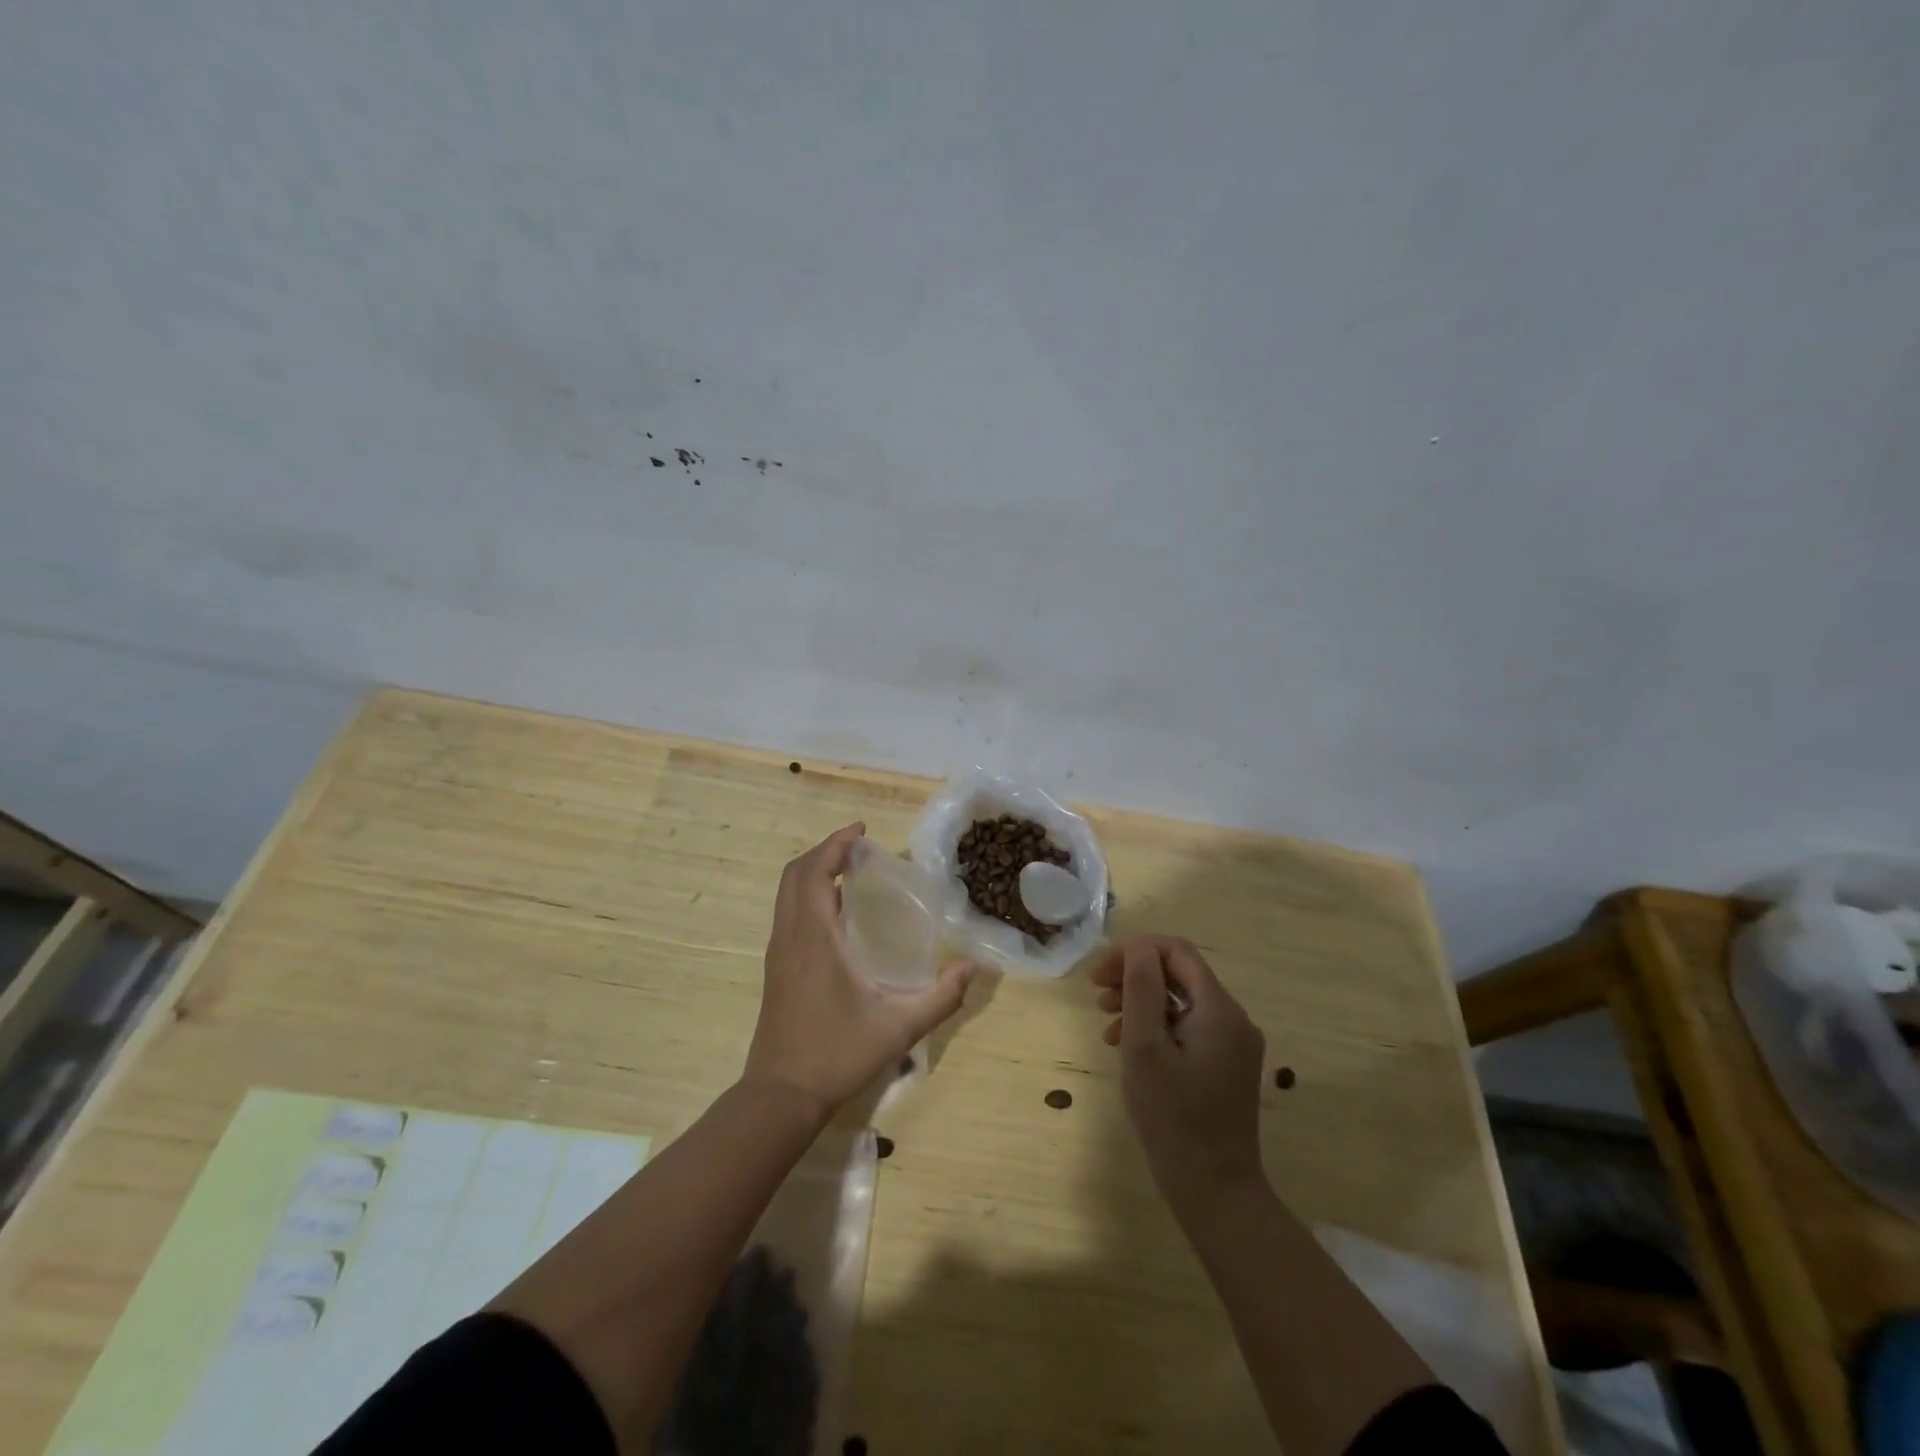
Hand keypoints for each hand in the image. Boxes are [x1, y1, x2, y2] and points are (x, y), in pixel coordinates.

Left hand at [745, 823, 975, 1121]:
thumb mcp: (899, 1027)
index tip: (862, 830)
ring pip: (787, 894)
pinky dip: (809, 897)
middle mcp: (790, 937)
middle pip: (795, 874)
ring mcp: (778, 953)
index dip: (836, 844)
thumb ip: (940, 996)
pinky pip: (789, 915)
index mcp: (814, 938)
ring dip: (814, 873)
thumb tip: (973, 969)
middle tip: (860, 849)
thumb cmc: (837, 1054)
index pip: (815, 871)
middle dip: (825, 852)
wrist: (780, 1096)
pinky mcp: (776, 970)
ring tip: (852, 874)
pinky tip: (839, 917)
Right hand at [1092, 935, 1266, 1210]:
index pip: (1177, 952)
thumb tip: (1137, 946)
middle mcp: (1234, 1019)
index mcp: (1219, 1009)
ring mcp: (1233, 1045)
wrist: (1215, 1192)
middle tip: (1096, 993)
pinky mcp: (1227, 1066)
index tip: (1099, 972)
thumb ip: (1142, 989)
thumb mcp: (1145, 1047)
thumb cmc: (1173, 1118)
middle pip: (1180, 975)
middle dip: (1136, 976)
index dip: (1136, 951)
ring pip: (1182, 1003)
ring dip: (1142, 1003)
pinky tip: (1129, 1047)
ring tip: (1106, 1025)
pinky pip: (1190, 1029)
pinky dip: (1157, 1028)